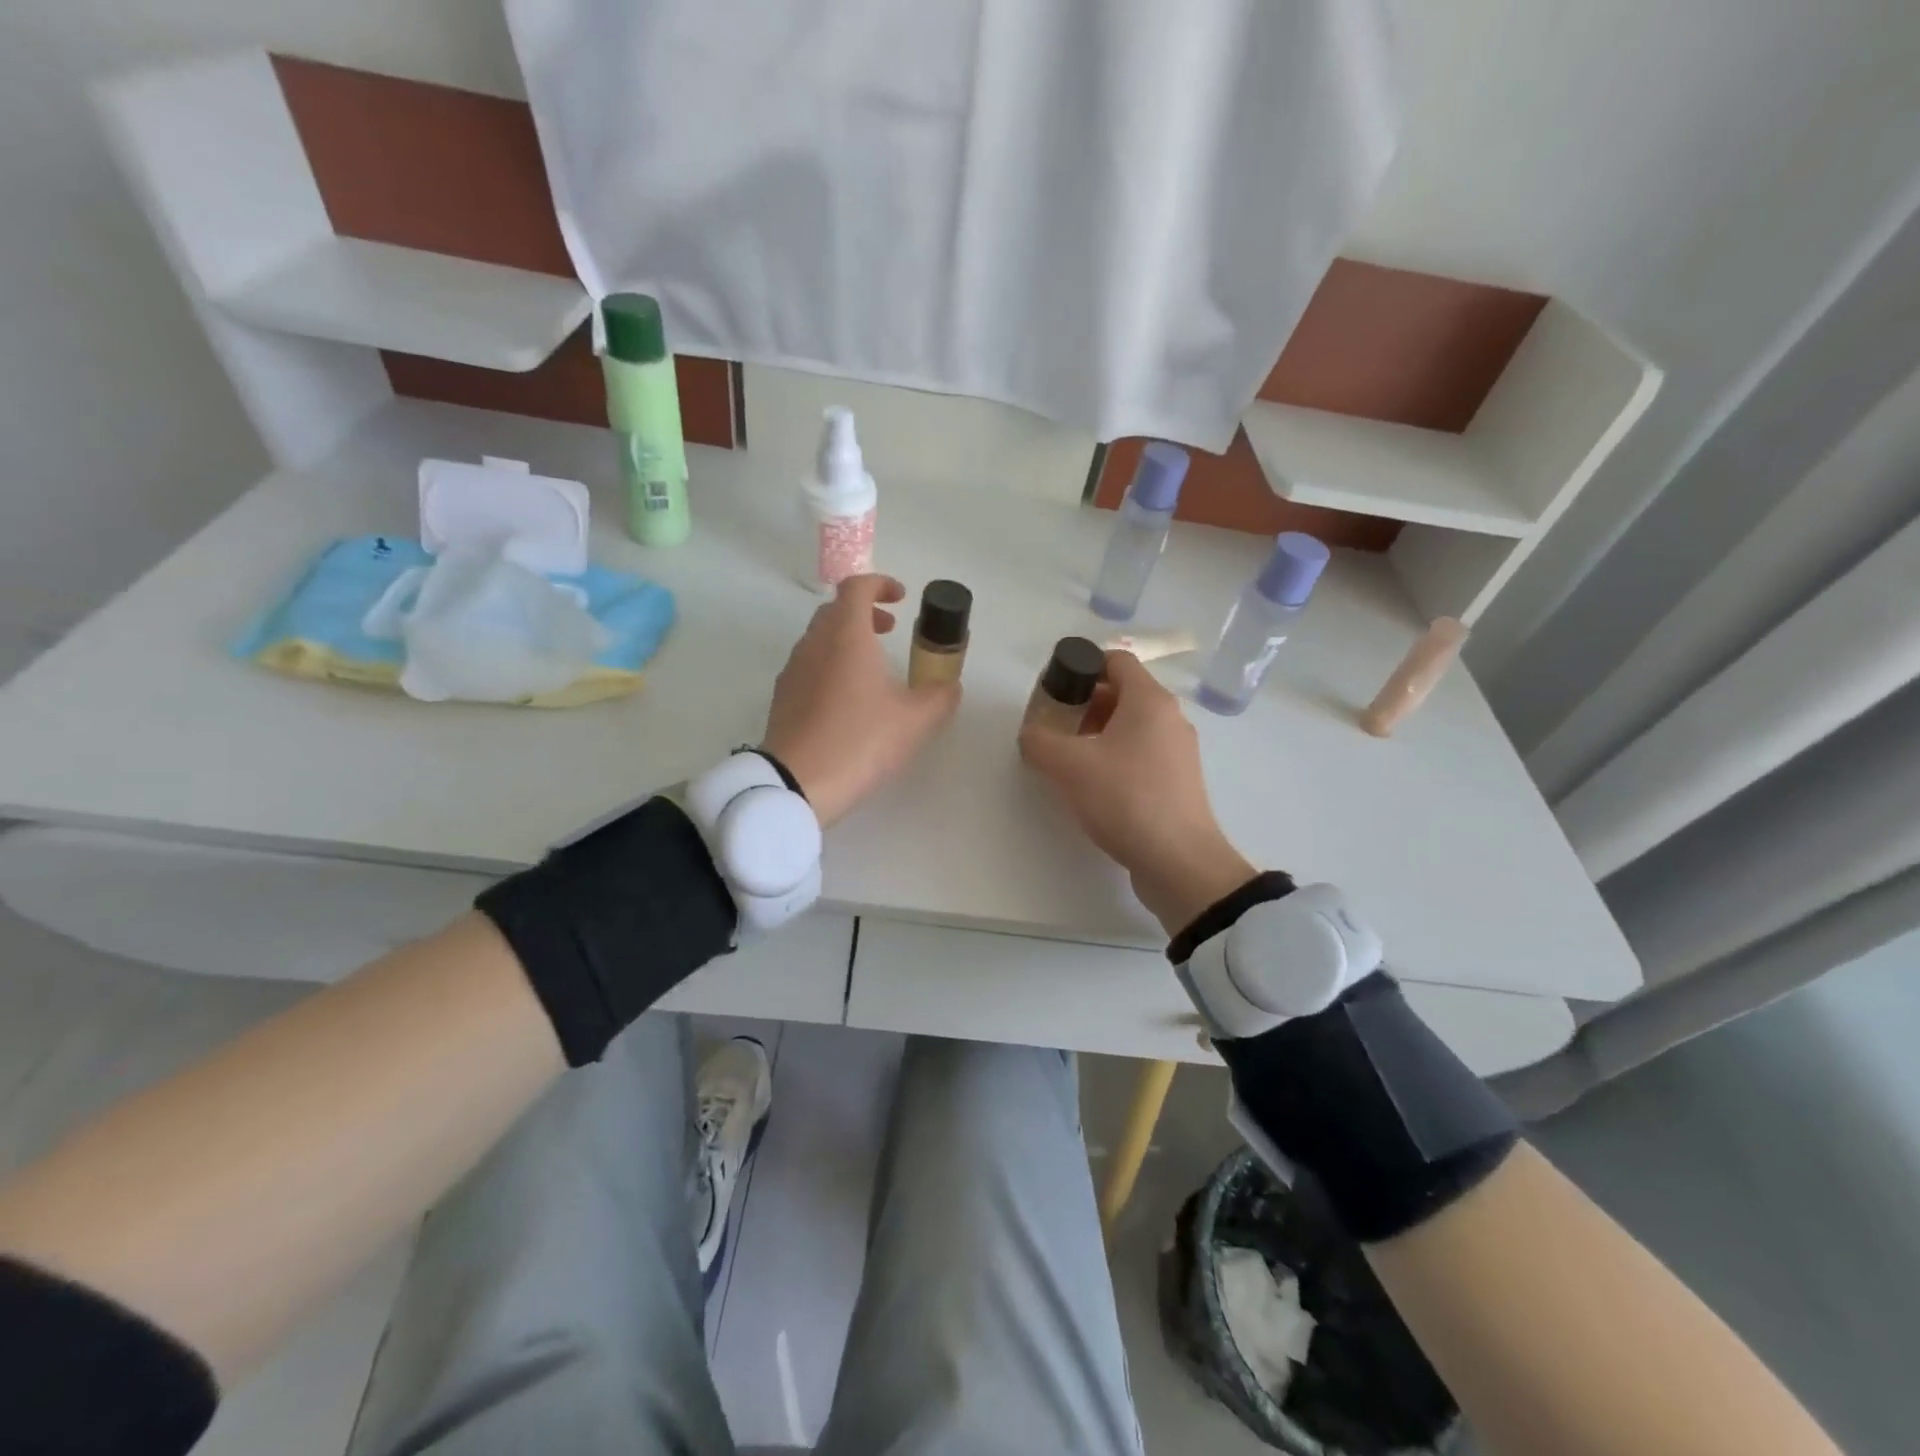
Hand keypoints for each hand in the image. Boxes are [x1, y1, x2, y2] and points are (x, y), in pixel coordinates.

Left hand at [762, 575, 960, 825]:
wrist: (797, 784)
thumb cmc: (860, 740)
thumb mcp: (915, 720)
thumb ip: (940, 697)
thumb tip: (950, 686)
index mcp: (846, 636)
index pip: (857, 587)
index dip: (880, 584)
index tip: (900, 598)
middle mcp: (814, 644)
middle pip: (835, 611)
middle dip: (864, 613)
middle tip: (890, 630)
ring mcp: (793, 671)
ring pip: (819, 639)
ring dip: (846, 640)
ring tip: (873, 669)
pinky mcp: (782, 699)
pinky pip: (809, 667)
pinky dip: (830, 666)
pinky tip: (848, 700)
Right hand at [1019, 650, 1254, 935]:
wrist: (1178, 862)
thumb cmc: (1126, 799)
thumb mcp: (1069, 766)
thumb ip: (1040, 741)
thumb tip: (1030, 734)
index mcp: (1150, 701)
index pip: (1116, 660)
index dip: (1082, 665)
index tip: (1055, 687)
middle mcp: (1170, 718)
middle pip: (1122, 693)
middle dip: (1084, 703)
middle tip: (1054, 725)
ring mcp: (1178, 751)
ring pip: (1131, 726)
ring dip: (1097, 733)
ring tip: (1068, 758)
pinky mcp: (1178, 782)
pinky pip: (1141, 754)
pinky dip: (1115, 757)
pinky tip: (1093, 785)